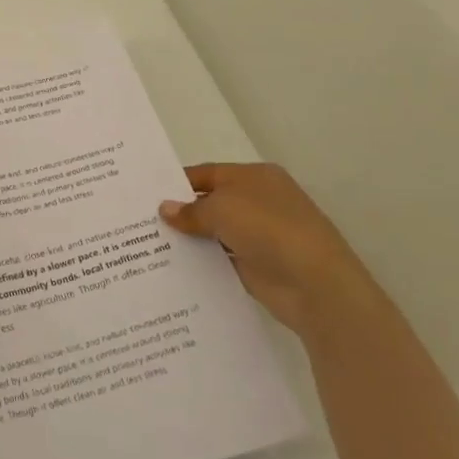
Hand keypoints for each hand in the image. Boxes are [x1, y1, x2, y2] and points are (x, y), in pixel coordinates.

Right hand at [159, 163, 371, 334]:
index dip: (178, 183)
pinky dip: (203, 261)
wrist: (316, 285)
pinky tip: (175, 266)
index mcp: (255, 177)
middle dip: (181, 211)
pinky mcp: (259, 266)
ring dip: (191, 238)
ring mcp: (261, 235)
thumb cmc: (268, 229)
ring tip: (149, 244)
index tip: (146, 194)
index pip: (207, 174)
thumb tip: (165, 210)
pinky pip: (222, 259)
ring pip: (215, 232)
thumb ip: (190, 210)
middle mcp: (259, 202)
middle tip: (142, 220)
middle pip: (211, 202)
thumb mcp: (222, 209)